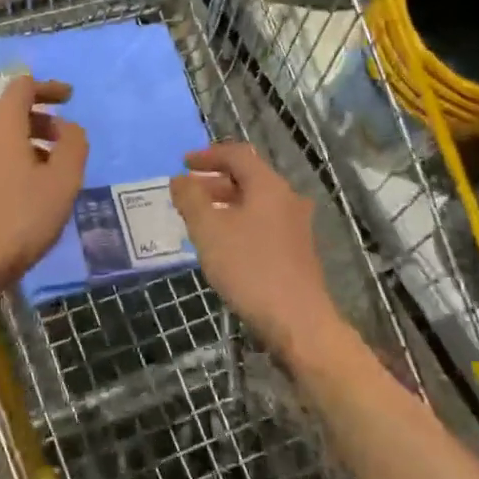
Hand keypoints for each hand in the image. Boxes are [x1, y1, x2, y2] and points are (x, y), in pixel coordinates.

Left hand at [0, 77, 88, 309]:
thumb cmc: (17, 220)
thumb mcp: (61, 183)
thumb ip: (73, 146)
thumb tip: (68, 127)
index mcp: (1, 122)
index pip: (23, 85)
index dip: (49, 88)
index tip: (70, 99)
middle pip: (11, 110)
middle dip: (42, 121)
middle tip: (66, 146)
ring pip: (0, 136)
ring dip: (28, 144)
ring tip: (51, 175)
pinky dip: (11, 160)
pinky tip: (25, 193)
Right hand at [171, 143, 345, 357]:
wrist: (299, 324)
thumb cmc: (250, 269)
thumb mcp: (209, 231)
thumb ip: (191, 199)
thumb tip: (180, 180)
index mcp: (268, 186)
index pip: (236, 155)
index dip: (207, 156)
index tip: (183, 164)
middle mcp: (286, 198)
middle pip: (247, 177)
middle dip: (213, 181)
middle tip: (187, 193)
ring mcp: (295, 226)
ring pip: (255, 202)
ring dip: (225, 204)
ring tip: (199, 220)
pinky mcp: (297, 251)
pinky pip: (262, 222)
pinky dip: (239, 222)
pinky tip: (223, 245)